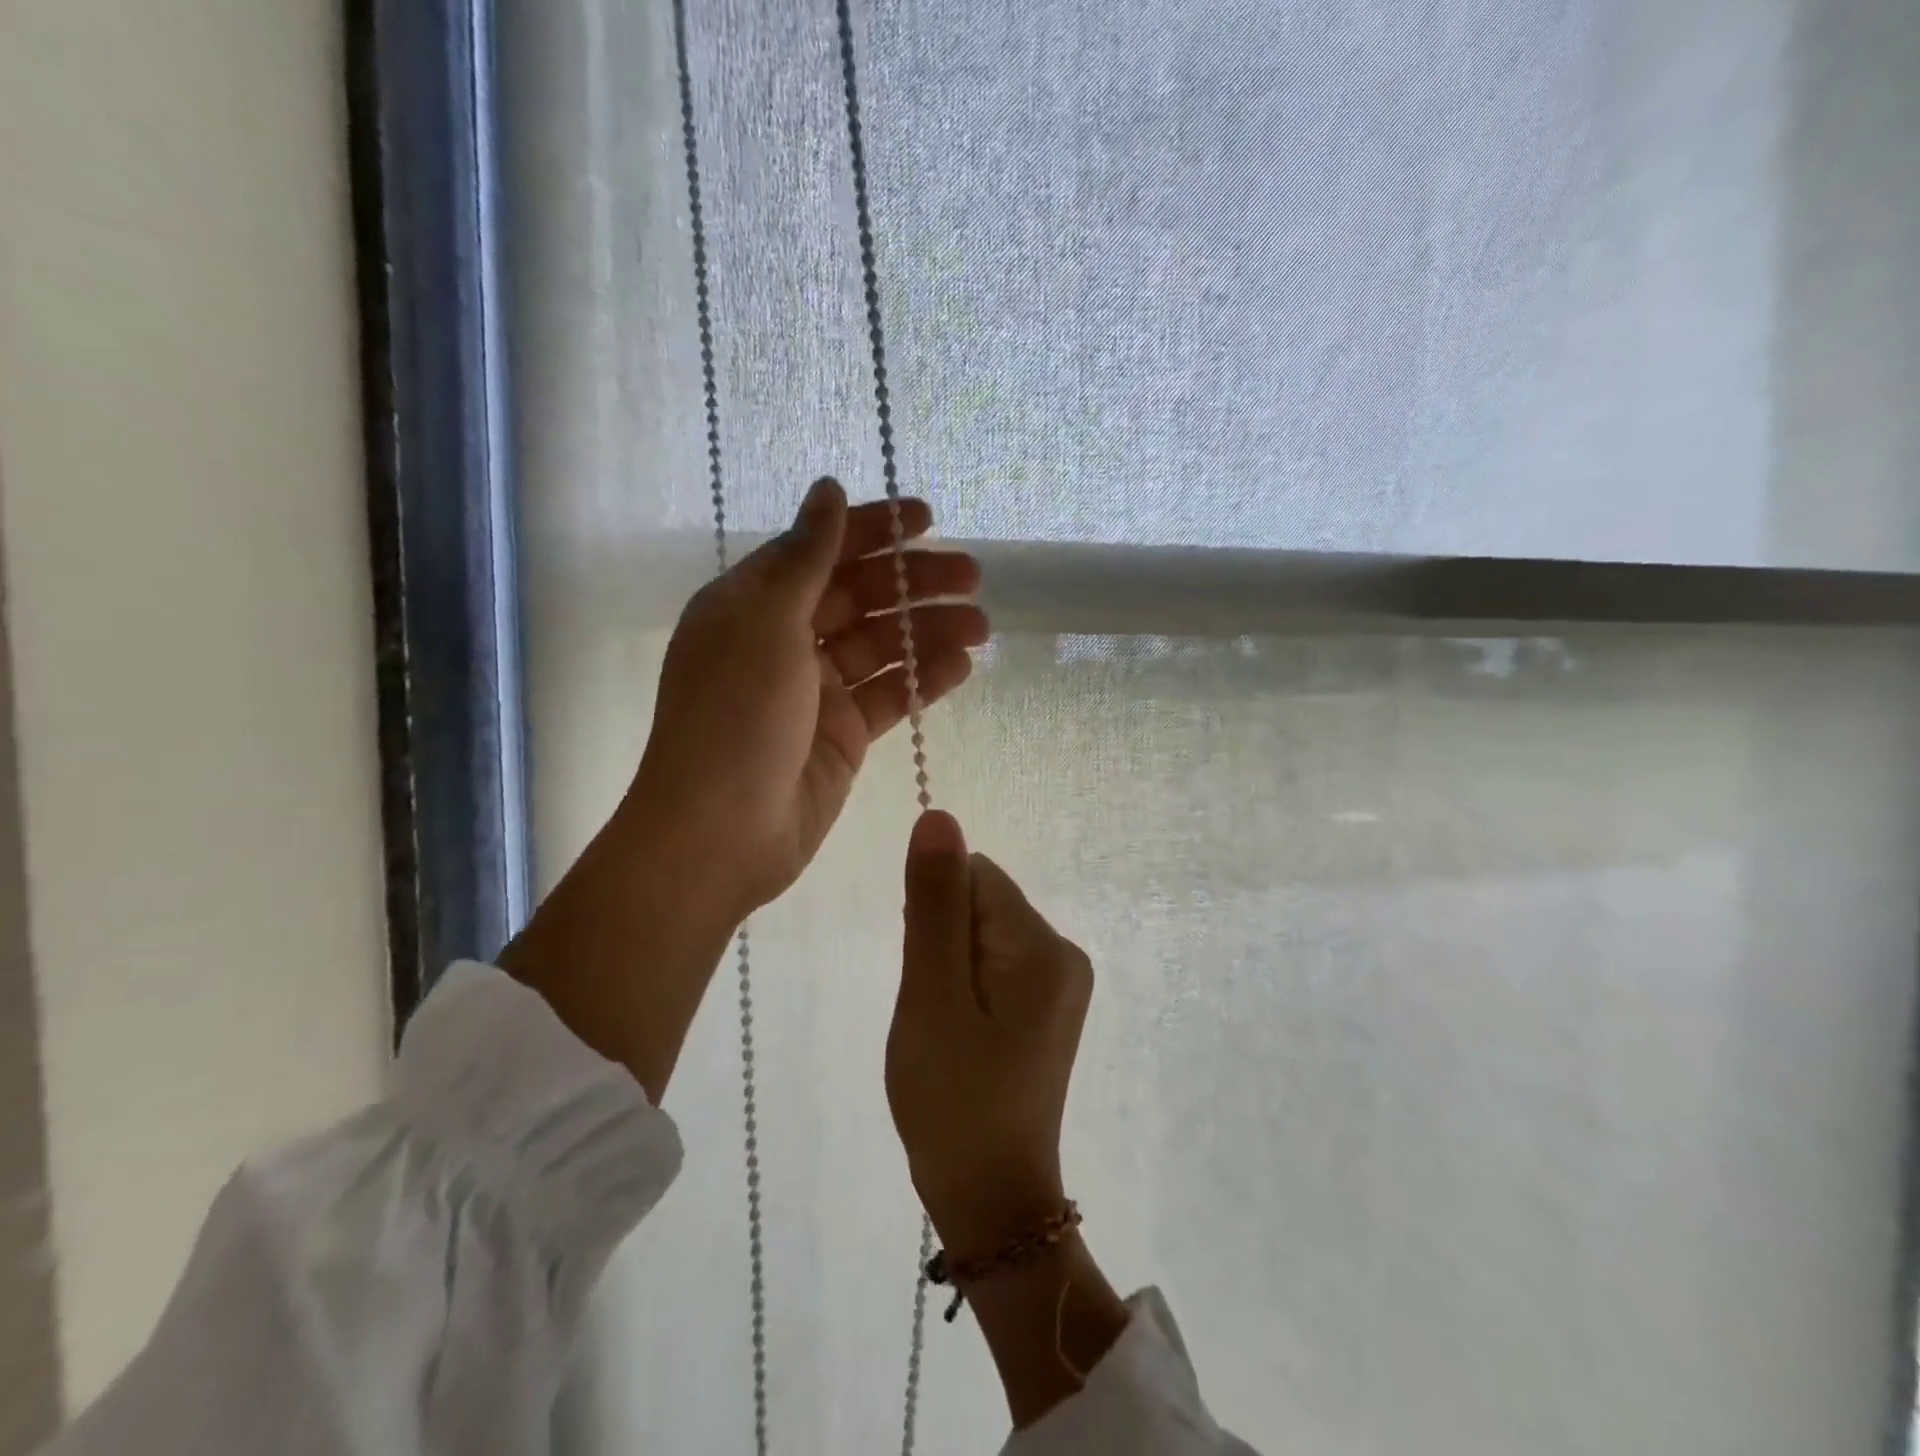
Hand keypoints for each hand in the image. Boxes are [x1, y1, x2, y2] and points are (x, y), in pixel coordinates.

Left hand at [502, 480, 983, 1103]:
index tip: (928, 518)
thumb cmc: (734, 715)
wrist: (721, 833)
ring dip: (930, 630)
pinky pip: (889, 695)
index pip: (821, 550)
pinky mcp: (843, 734)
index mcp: (754, 603)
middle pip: (860, 596)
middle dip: (915, 581)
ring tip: (981, 626)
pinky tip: (961, 665)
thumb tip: (827, 488)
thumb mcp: (766, 622)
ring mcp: (817, 691)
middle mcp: (785, 640)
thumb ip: (806, 556)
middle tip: (972, 576)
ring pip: (883, 646)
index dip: (873, 530)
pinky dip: (924, 679)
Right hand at [887, 811, 1092, 1256]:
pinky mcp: (1049, 1004)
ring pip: (982, 933)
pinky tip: (962, 1034)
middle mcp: (1064, 952)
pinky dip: (966, 986)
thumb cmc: (952, 1099)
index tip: (927, 976)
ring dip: (950, 967)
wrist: (990, 1199)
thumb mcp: (931, 995)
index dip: (933, 916)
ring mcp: (1061, 981)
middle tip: (935, 1011)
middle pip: (981, 902)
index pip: (974, 877)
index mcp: (1042, 946)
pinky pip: (994, 963)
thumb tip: (940, 817)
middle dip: (943, 943)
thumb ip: (934, 902)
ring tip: (948, 1028)